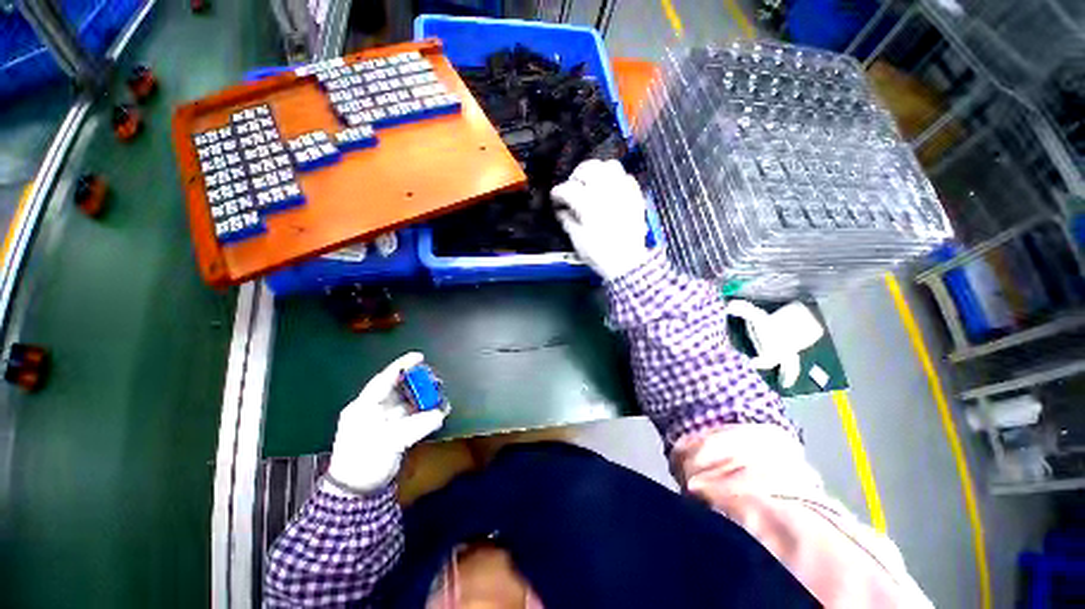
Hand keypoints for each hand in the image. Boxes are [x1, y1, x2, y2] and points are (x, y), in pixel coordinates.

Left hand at [326, 352, 446, 494]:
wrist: (357, 492)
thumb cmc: (365, 461)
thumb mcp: (389, 442)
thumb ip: (417, 425)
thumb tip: (441, 414)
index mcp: (364, 407)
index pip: (384, 380)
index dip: (402, 366)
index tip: (420, 356)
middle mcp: (375, 409)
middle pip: (399, 388)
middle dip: (418, 382)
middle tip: (436, 380)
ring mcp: (385, 421)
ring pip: (408, 401)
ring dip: (424, 397)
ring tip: (441, 395)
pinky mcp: (394, 431)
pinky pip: (413, 416)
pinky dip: (426, 412)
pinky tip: (439, 411)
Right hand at [551, 159, 650, 281]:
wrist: (628, 263)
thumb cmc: (600, 254)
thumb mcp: (578, 240)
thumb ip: (568, 221)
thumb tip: (561, 211)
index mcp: (588, 203)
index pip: (568, 188)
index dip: (558, 192)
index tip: (555, 198)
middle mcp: (605, 191)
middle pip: (588, 168)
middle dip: (576, 175)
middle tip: (572, 186)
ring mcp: (622, 191)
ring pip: (609, 166)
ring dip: (597, 171)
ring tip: (592, 182)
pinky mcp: (635, 196)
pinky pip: (626, 177)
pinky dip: (616, 179)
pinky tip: (610, 190)